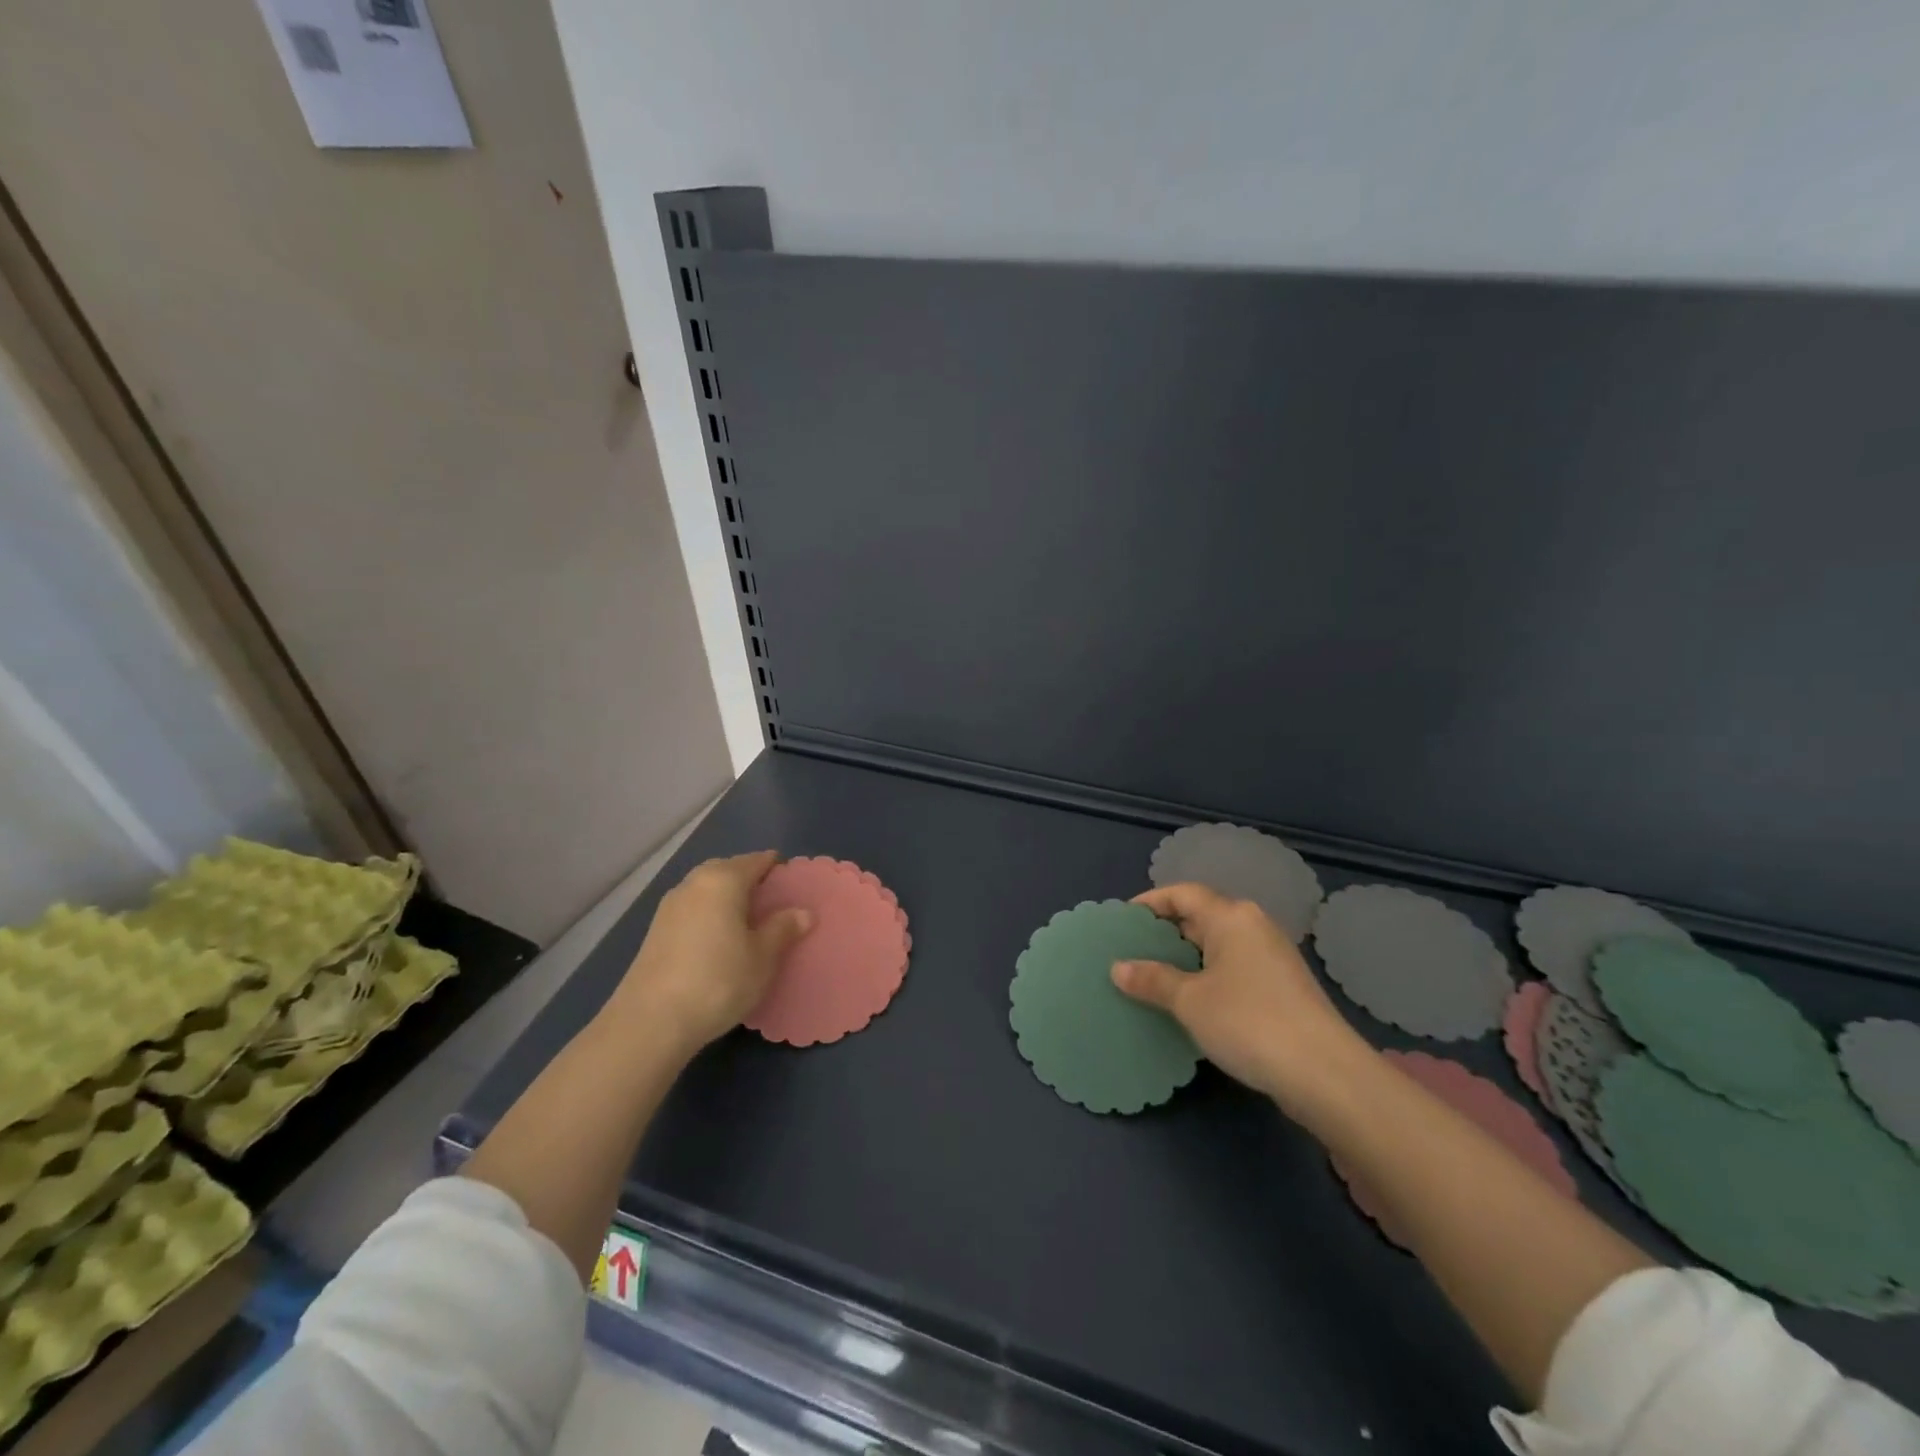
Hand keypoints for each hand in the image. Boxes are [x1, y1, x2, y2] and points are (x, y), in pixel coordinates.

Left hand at [609, 851, 812, 1053]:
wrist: (651, 1022)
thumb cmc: (718, 980)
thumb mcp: (763, 957)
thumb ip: (783, 929)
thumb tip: (803, 912)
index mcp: (724, 879)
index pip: (758, 860)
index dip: (778, 870)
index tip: (794, 890)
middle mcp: (694, 883)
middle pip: (729, 869)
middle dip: (751, 881)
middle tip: (773, 907)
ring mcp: (670, 906)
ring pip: (707, 889)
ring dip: (727, 899)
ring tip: (747, 926)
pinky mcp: (655, 930)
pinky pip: (692, 909)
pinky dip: (709, 915)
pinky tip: (718, 942)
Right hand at [1112, 882, 1371, 1110]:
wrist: (1326, 1075)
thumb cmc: (1249, 1022)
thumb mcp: (1190, 1001)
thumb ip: (1152, 979)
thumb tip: (1118, 967)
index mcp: (1232, 917)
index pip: (1183, 893)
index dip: (1150, 902)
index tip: (1123, 921)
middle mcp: (1254, 927)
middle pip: (1201, 917)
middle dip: (1166, 932)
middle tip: (1131, 952)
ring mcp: (1273, 958)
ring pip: (1218, 946)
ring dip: (1186, 959)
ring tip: (1152, 978)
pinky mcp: (1283, 989)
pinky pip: (1234, 970)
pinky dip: (1207, 977)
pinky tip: (1190, 1003)